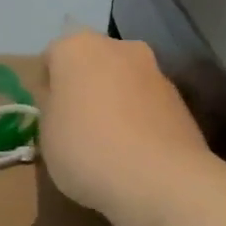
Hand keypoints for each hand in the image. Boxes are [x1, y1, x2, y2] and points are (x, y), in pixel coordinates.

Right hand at [41, 30, 211, 225]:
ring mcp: (153, 69)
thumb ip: (50, 106)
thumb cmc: (87, 149)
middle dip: (84, 87)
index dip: (47, 88)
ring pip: (122, 80)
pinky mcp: (179, 96)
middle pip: (91, 63)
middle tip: (77, 126)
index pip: (51, 58)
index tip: (48, 117)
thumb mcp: (46, 133)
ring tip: (110, 143)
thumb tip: (60, 98)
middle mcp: (117, 46)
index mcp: (76, 47)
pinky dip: (139, 117)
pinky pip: (146, 102)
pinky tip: (136, 151)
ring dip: (114, 100)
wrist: (161, 179)